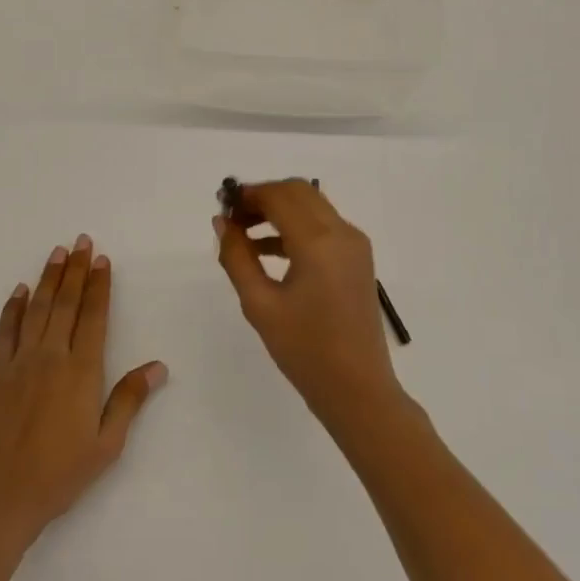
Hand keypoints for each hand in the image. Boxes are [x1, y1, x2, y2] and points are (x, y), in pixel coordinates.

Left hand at [0, 236, 166, 545]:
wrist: (1, 495)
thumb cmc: (61, 473)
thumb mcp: (107, 443)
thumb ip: (129, 399)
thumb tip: (158, 366)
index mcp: (82, 371)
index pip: (94, 317)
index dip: (99, 286)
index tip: (102, 260)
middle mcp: (51, 356)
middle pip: (66, 303)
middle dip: (75, 270)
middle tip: (81, 241)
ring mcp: (19, 362)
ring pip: (36, 309)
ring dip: (48, 278)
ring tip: (57, 252)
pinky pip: (4, 331)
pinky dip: (12, 308)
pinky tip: (20, 291)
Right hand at [214, 181, 405, 430]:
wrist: (357, 388)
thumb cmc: (304, 350)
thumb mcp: (260, 304)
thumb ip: (237, 257)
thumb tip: (222, 223)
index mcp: (318, 241)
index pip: (279, 196)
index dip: (247, 195)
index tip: (221, 206)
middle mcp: (341, 232)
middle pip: (298, 191)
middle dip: (263, 197)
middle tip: (232, 218)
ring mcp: (354, 244)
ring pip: (312, 206)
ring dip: (279, 210)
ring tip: (243, 234)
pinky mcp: (358, 258)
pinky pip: (324, 226)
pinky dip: (295, 227)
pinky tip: (267, 250)